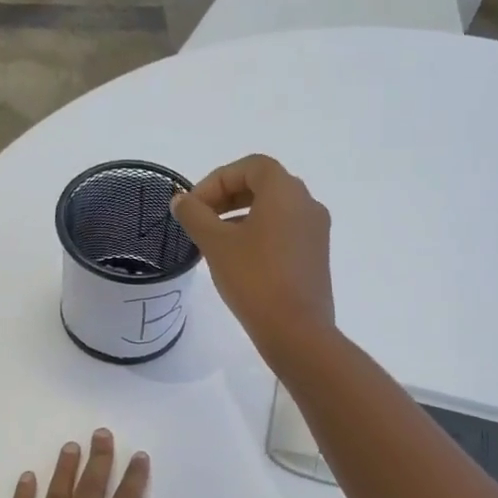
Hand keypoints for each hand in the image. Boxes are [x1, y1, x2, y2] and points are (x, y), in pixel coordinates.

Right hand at [169, 154, 334, 361]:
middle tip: (200, 219)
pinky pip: (285, 231)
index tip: (193, 206)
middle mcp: (307, 203)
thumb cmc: (254, 278)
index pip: (250, 167)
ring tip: (214, 240)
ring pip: (274, 210)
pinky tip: (239, 259)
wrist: (296, 330)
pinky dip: (259, 233)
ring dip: (242, 215)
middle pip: (264, 185)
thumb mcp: (216, 243)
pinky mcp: (316, 256)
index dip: (216, 180)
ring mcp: (316, 231)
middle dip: (228, 196)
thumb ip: (194, 215)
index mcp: (285, 191)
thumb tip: (181, 200)